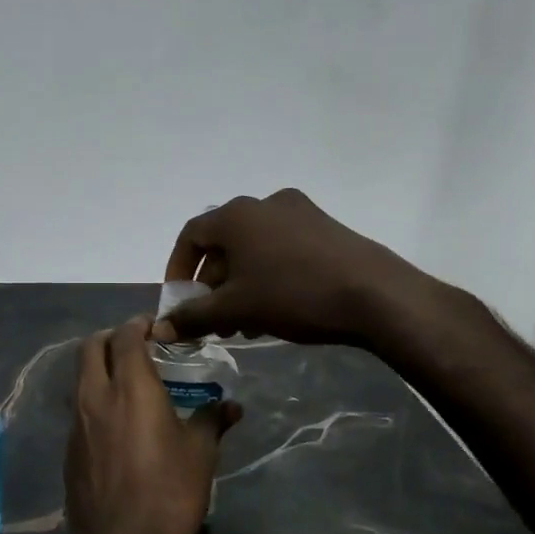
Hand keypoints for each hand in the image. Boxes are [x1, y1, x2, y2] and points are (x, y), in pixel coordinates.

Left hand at [65, 317, 240, 533]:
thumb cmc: (168, 494)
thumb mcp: (200, 455)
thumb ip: (212, 421)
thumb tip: (231, 406)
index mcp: (130, 387)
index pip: (125, 336)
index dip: (139, 326)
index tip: (156, 328)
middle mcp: (96, 395)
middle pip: (91, 347)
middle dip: (112, 338)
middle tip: (138, 347)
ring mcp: (77, 421)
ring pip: (81, 376)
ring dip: (100, 367)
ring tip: (129, 381)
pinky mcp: (69, 446)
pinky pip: (79, 406)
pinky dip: (95, 397)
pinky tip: (117, 420)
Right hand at [155, 188, 444, 345]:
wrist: (376, 295)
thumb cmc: (293, 295)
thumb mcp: (236, 310)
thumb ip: (193, 317)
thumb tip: (158, 329)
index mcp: (236, 215)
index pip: (191, 236)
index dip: (178, 269)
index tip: (180, 301)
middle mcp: (264, 204)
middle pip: (223, 243)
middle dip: (212, 284)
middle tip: (213, 319)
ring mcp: (299, 212)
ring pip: (253, 248)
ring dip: (240, 283)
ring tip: (244, 323)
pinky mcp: (325, 227)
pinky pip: (280, 248)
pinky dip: (267, 274)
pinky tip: (275, 310)